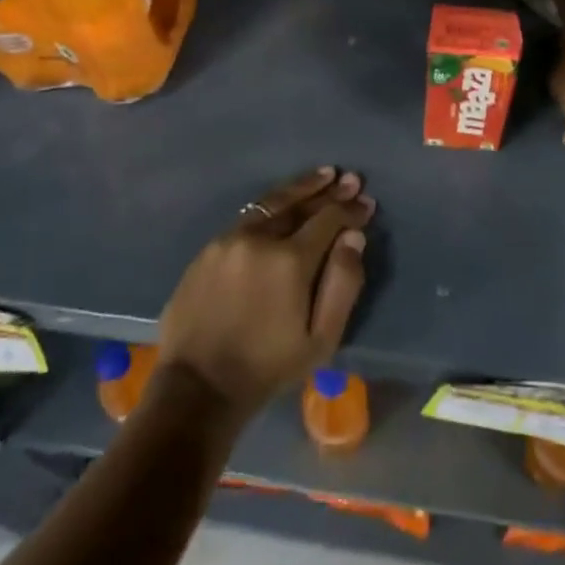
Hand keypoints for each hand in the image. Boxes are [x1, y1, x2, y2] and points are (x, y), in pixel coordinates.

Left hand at [156, 167, 372, 417]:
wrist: (198, 388)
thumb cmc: (268, 367)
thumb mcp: (321, 338)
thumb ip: (343, 283)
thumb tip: (354, 237)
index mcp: (290, 260)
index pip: (328, 220)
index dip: (350, 210)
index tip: (366, 203)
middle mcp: (259, 239)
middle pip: (299, 203)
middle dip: (328, 191)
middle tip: (350, 178)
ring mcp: (229, 241)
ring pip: (270, 204)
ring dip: (299, 189)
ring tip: (321, 177)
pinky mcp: (208, 250)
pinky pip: (246, 218)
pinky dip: (271, 207)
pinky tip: (282, 205)